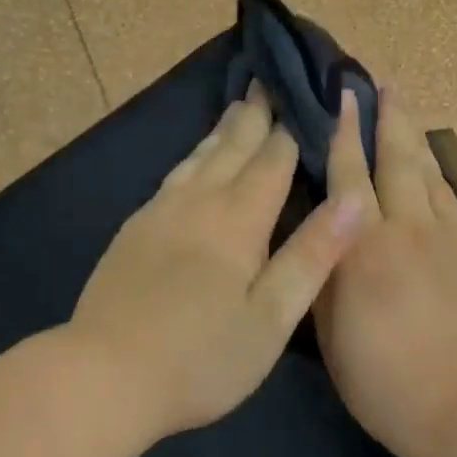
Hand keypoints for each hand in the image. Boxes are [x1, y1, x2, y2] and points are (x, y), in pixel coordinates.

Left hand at [69, 85, 366, 438]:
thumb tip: (352, 199)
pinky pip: (175, 174)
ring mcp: (162, 211)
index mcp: (239, 219)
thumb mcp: (271, 317)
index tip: (307, 96)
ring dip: (224, 128)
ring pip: (200, 155)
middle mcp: (200, 201)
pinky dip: (194, 154)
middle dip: (256, 114)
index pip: (273, 160)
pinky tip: (194, 159)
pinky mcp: (136, 227)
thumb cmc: (201, 356)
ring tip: (238, 105)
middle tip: (269, 81)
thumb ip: (312, 255)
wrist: (104, 374)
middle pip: (233, 146)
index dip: (292, 128)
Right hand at [315, 86, 456, 456]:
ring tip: (405, 110)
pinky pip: (454, 203)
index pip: (349, 175)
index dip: (343, 131)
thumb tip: (322, 235)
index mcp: (363, 247)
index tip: (342, 95)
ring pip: (429, 174)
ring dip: (415, 139)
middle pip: (397, 159)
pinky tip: (434, 172)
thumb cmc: (385, 381)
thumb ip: (326, 275)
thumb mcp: (331, 334)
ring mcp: (449, 238)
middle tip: (383, 81)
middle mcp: (407, 228)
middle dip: (388, 117)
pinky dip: (439, 178)